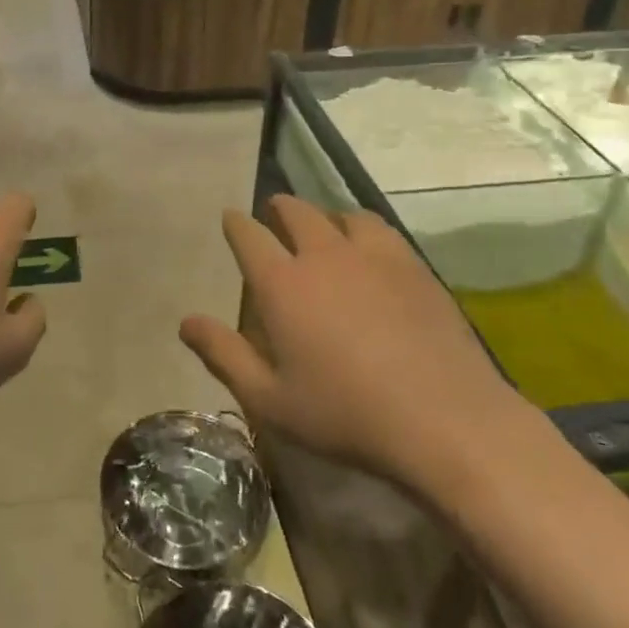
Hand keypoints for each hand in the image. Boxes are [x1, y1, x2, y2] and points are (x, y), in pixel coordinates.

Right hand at [180, 196, 522, 485]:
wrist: (443, 418)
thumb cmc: (345, 414)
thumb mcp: (269, 398)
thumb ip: (224, 354)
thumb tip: (185, 322)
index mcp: (282, 284)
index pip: (249, 236)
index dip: (236, 224)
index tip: (231, 218)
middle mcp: (324, 255)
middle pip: (296, 212)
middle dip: (279, 208)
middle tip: (274, 213)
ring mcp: (374, 256)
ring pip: (342, 215)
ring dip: (325, 216)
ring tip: (324, 228)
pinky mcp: (413, 266)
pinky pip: (381, 230)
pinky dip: (363, 229)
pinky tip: (370, 250)